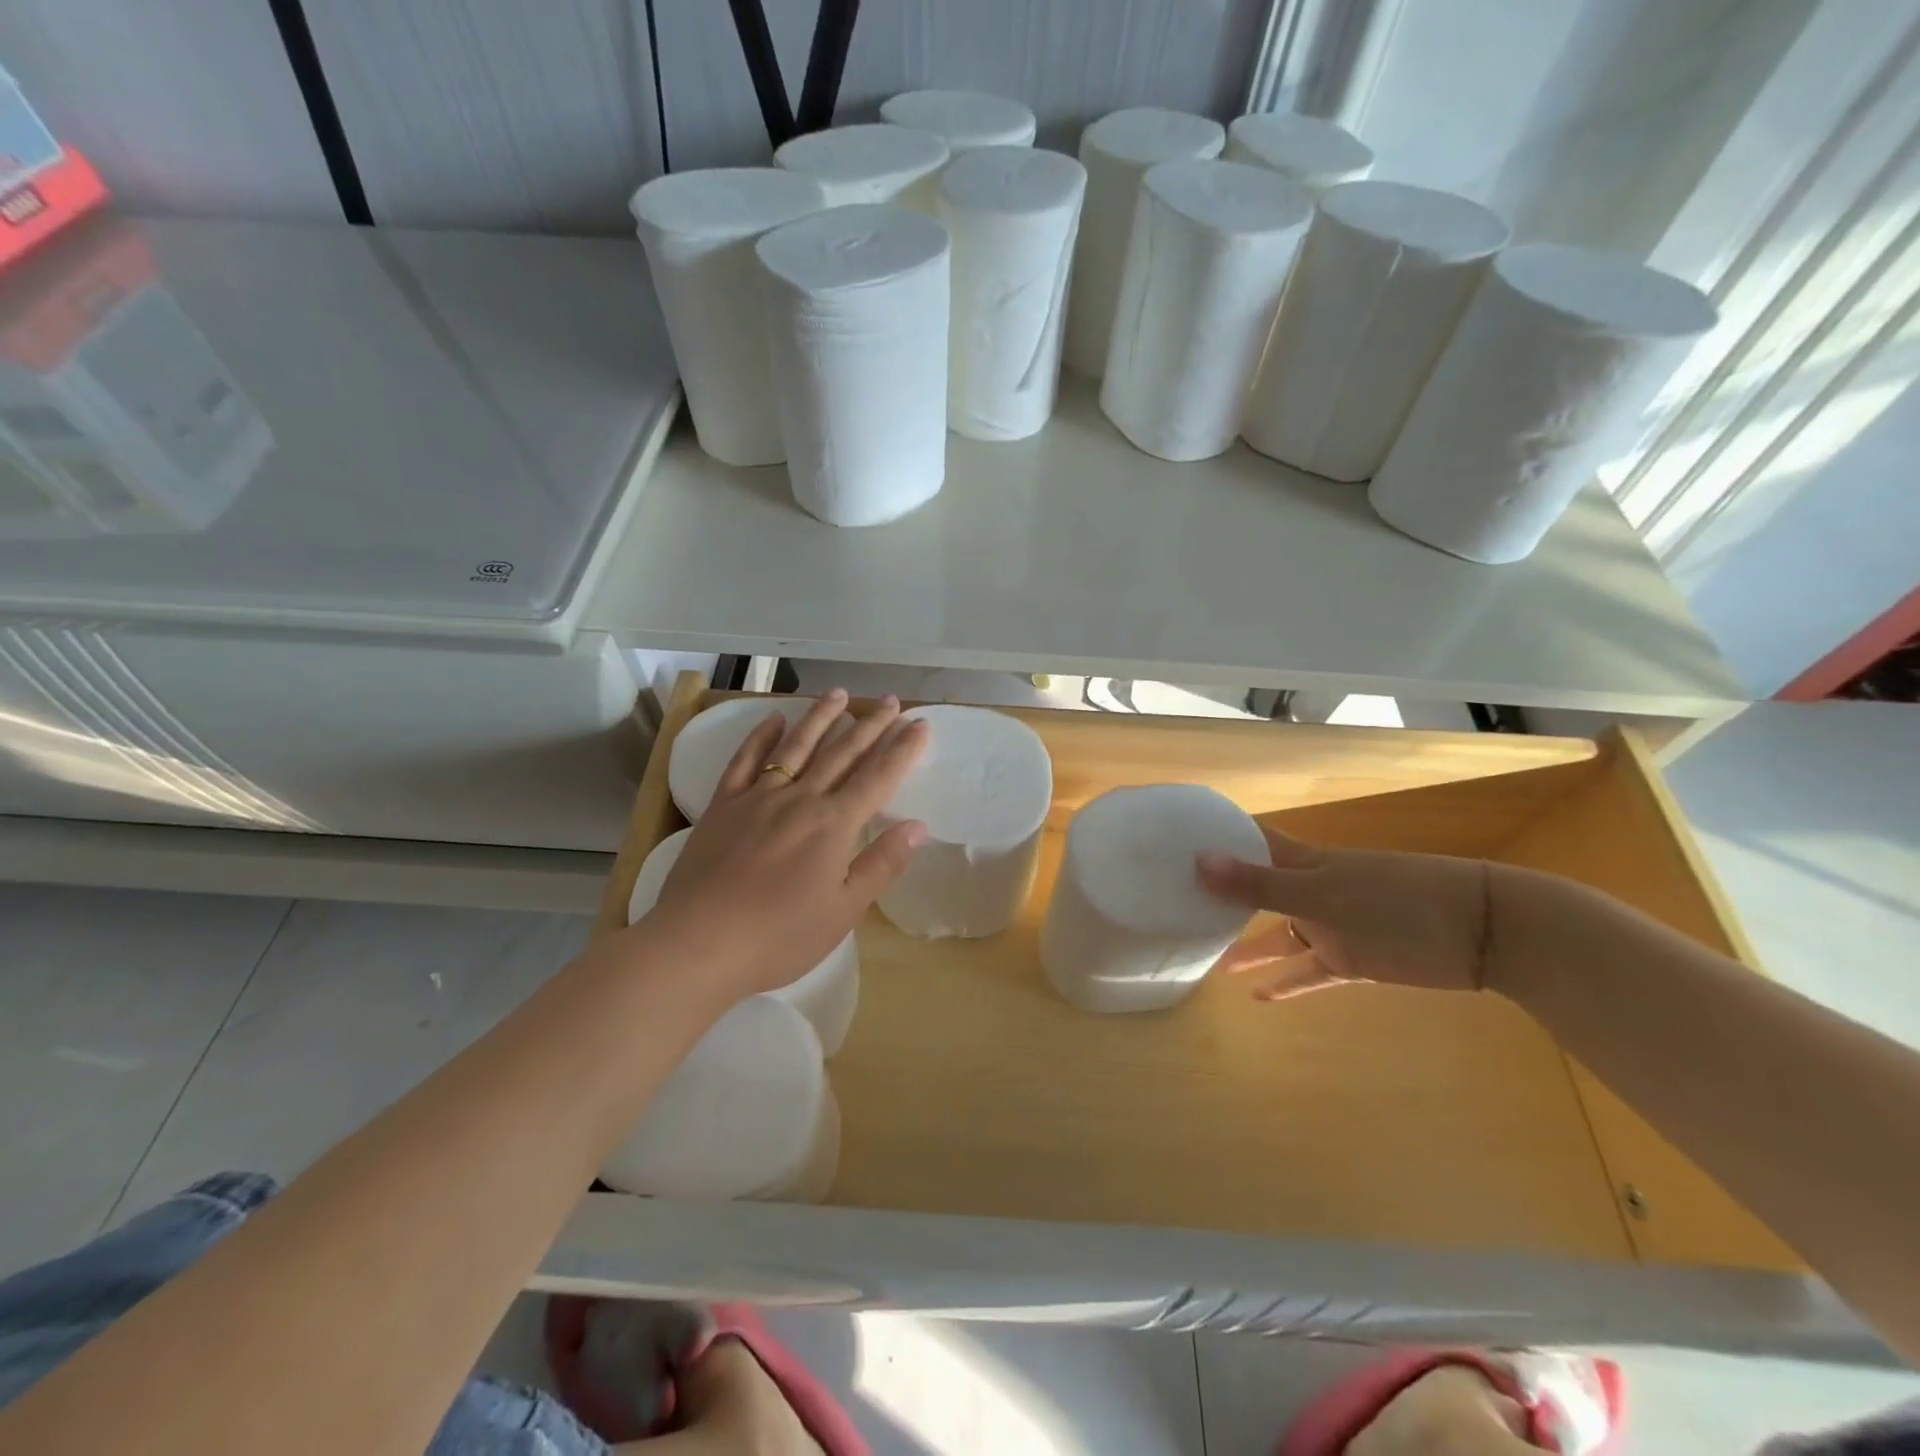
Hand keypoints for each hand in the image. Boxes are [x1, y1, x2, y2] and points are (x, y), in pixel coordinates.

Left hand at [644, 689, 927, 1002]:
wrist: (699, 943)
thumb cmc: (780, 937)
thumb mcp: (844, 910)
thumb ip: (881, 864)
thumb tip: (918, 826)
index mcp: (834, 825)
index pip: (878, 778)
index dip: (902, 749)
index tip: (920, 723)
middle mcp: (801, 799)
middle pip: (842, 753)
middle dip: (870, 725)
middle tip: (889, 700)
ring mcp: (758, 797)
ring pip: (796, 746)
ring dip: (821, 717)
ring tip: (839, 693)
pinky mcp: (723, 805)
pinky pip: (746, 761)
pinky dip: (761, 737)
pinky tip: (773, 719)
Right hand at [1196, 826, 1490, 1000]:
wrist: (1483, 931)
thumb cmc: (1398, 899)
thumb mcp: (1324, 893)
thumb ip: (1262, 884)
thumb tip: (1198, 862)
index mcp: (1302, 861)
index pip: (1250, 841)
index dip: (1215, 837)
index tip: (1173, 840)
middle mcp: (1310, 889)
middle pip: (1257, 889)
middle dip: (1222, 896)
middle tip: (1177, 904)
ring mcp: (1331, 926)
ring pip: (1278, 934)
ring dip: (1249, 948)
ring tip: (1209, 961)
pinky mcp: (1352, 960)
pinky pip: (1309, 972)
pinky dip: (1286, 983)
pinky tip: (1258, 997)